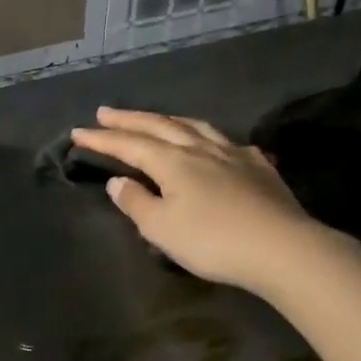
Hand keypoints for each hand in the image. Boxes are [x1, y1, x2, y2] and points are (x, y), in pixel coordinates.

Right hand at [69, 108, 329, 293]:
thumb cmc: (212, 241)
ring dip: (169, 120)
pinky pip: (228, 142)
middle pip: (160, 126)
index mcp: (172, 162)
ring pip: (195, 126)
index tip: (77, 132)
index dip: (102, 139)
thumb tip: (118, 182)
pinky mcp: (259, 167)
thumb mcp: (162, 228)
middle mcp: (200, 149)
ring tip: (155, 118)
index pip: (129, 145)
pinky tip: (215, 145)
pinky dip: (209, 138)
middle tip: (106, 112)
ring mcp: (234, 154)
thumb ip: (136, 203)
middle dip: (129, 119)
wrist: (282, 248)